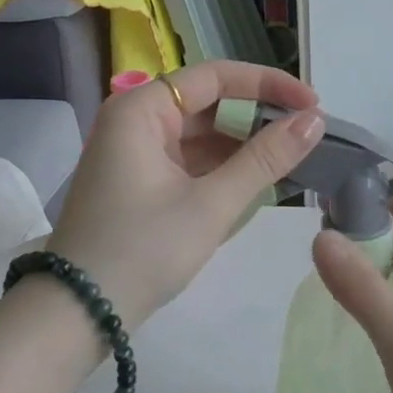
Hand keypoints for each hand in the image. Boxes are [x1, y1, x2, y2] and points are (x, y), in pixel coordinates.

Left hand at [46, 61, 323, 328]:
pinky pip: (190, 161)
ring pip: (201, 135)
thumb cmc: (143, 250)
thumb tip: (315, 121)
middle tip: (307, 135)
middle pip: (208, 104)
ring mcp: (135, 153)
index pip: (215, 77)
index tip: (312, 103)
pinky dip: (223, 168)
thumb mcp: (211, 204)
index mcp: (141, 111)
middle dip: (258, 118)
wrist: (78, 315)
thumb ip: (265, 159)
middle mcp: (135, 121)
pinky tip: (259, 181)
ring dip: (244, 146)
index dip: (268, 85)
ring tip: (293, 159)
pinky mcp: (140, 182)